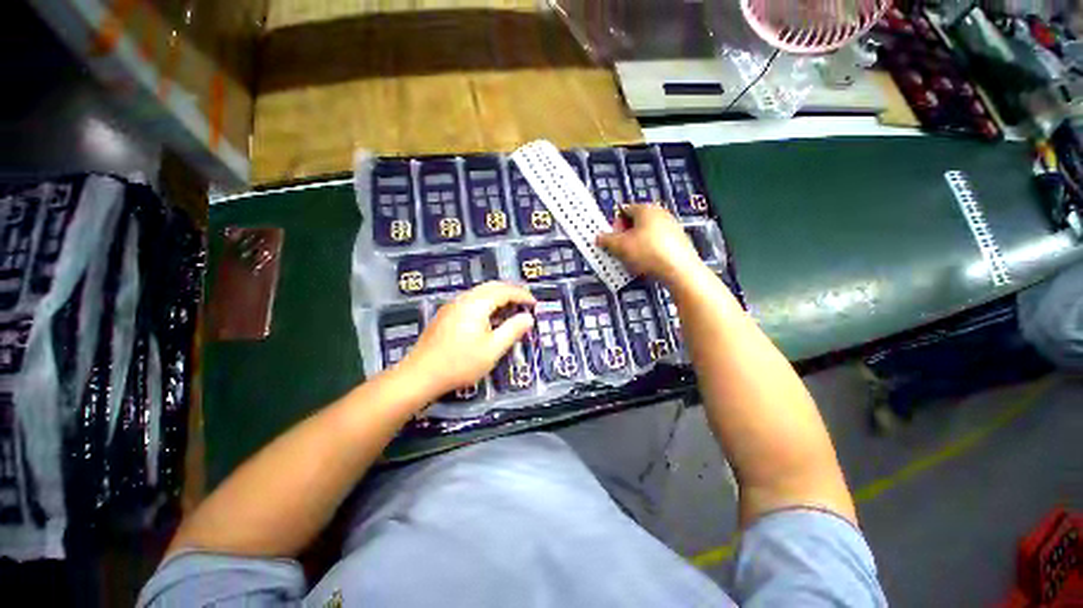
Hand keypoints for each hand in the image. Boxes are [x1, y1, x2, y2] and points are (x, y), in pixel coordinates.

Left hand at [400, 281, 535, 395]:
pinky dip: (486, 302)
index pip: (505, 291)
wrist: (420, 375)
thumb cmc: (460, 363)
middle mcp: (464, 299)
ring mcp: (452, 306)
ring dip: (498, 296)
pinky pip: (471, 300)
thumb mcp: (493, 349)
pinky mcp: (446, 314)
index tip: (535, 304)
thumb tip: (528, 317)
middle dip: (511, 291)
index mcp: (477, 304)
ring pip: (480, 292)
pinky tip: (489, 317)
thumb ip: (512, 330)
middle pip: (492, 286)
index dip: (522, 295)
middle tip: (525, 302)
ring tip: (511, 308)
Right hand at [597, 204, 703, 285]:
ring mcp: (672, 225)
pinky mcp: (679, 240)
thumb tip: (598, 237)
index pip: (623, 210)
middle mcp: (660, 212)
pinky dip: (649, 250)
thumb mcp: (620, 246)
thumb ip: (606, 240)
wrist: (679, 269)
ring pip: (646, 233)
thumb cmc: (647, 252)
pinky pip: (657, 242)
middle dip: (624, 235)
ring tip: (633, 259)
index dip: (614, 225)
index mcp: (645, 208)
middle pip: (635, 222)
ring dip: (636, 244)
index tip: (612, 239)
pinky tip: (647, 262)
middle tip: (620, 250)